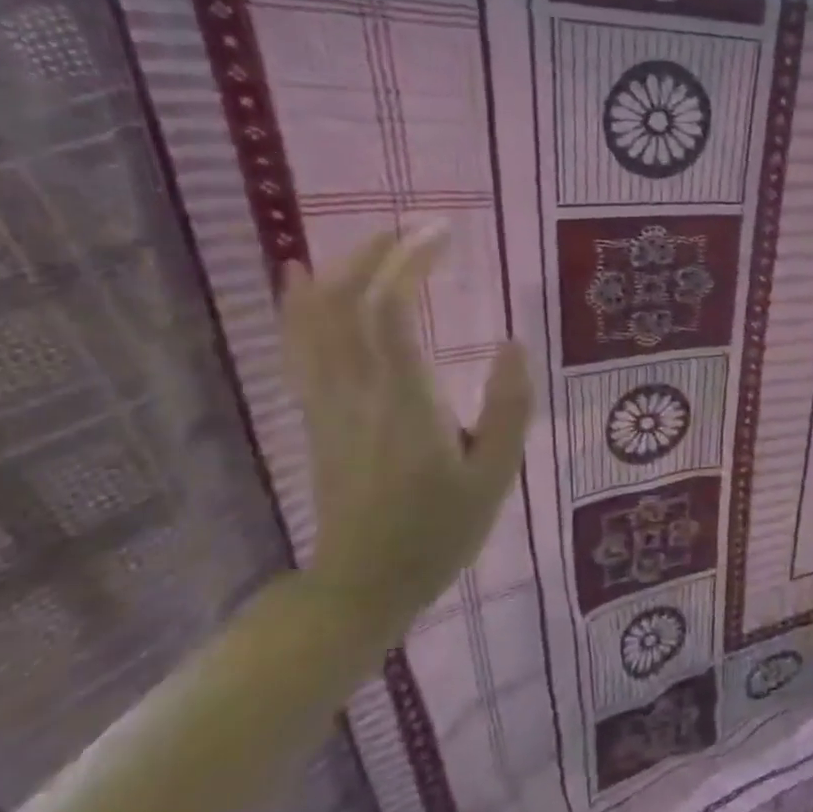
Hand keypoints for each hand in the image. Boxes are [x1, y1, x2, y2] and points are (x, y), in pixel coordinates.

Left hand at [281, 227, 533, 623]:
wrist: (364, 583)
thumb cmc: (441, 531)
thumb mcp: (496, 477)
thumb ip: (508, 408)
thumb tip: (514, 343)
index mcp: (407, 403)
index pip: (392, 311)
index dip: (413, 261)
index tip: (446, 234)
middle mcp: (358, 391)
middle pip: (346, 301)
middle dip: (379, 252)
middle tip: (420, 229)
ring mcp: (327, 402)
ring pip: (314, 318)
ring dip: (342, 268)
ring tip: (376, 240)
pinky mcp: (316, 414)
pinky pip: (298, 345)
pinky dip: (299, 302)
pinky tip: (303, 277)